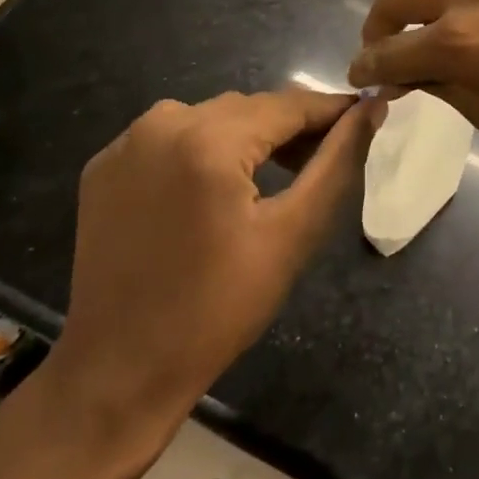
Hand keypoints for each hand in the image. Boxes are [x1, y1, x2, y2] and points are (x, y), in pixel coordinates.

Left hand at [41, 88, 380, 454]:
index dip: (332, 111)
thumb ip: (337, 161)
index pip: (289, 104)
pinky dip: (203, 149)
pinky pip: (173, 136)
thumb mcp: (292, 234)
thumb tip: (373, 106)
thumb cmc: (218, 308)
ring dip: (248, 137)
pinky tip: (217, 188)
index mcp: (208, 139)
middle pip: (250, 108)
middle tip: (324, 159)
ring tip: (276, 175)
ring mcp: (126, 143)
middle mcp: (162, 123)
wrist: (118, 373)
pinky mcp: (105, 165)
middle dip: (291, 128)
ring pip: (212, 117)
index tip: (367, 116)